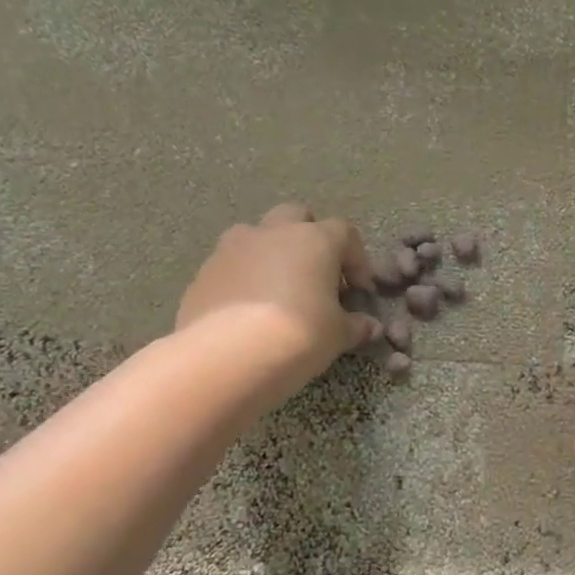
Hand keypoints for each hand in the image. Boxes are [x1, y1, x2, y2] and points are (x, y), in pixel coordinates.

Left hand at [175, 203, 380, 395]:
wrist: (227, 357)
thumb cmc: (299, 336)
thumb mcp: (338, 335)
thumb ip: (356, 325)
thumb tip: (370, 327)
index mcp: (313, 240)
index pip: (344, 233)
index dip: (357, 260)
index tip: (360, 291)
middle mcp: (271, 233)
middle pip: (296, 217)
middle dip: (311, 240)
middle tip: (319, 277)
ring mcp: (231, 248)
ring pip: (258, 237)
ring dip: (273, 256)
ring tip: (281, 293)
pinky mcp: (203, 273)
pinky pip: (233, 266)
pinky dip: (246, 280)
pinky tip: (252, 314)